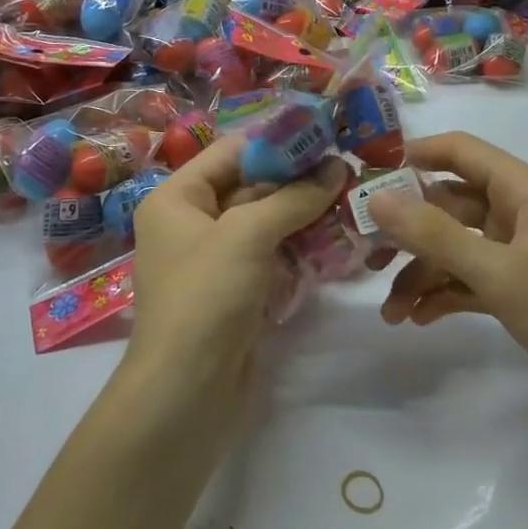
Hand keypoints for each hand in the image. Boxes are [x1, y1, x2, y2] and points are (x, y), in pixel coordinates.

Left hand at [124, 136, 348, 422]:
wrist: (186, 393)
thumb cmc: (206, 297)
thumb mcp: (247, 235)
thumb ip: (293, 197)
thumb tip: (337, 167)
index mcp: (177, 198)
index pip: (231, 152)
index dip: (276, 142)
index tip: (326, 135)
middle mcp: (191, 222)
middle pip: (250, 186)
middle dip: (297, 179)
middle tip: (348, 169)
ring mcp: (215, 260)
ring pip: (265, 223)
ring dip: (304, 213)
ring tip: (351, 199)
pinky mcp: (236, 291)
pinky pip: (271, 256)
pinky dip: (299, 247)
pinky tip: (337, 240)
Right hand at [367, 132, 527, 479]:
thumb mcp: (500, 272)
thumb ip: (434, 234)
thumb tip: (375, 197)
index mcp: (524, 191)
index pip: (461, 151)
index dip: (414, 155)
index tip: (366, 173)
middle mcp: (521, 215)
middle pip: (450, 204)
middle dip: (408, 228)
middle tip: (364, 255)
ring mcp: (521, 256)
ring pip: (455, 248)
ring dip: (421, 273)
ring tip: (390, 311)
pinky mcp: (522, 295)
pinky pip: (469, 282)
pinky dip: (443, 295)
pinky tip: (417, 318)